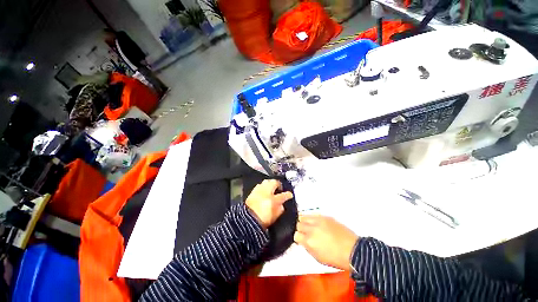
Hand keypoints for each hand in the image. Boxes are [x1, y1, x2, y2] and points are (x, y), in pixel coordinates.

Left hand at [245, 180, 293, 228]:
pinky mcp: (253, 191)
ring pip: (267, 181)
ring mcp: (259, 190)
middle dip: (278, 184)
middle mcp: (266, 192)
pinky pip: (260, 185)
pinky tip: (264, 190)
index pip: (284, 195)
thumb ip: (280, 209)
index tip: (290, 195)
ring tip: (272, 188)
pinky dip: (263, 186)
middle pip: (274, 182)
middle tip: (280, 188)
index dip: (288, 195)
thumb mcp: (275, 216)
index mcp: (273, 200)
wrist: (247, 220)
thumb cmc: (262, 219)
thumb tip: (282, 204)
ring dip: (270, 183)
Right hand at [294, 215, 358, 270]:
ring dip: (304, 221)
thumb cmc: (336, 258)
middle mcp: (312, 229)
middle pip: (298, 224)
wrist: (353, 251)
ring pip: (303, 216)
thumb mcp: (318, 257)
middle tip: (305, 232)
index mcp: (309, 242)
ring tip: (308, 225)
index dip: (298, 237)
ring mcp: (318, 221)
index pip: (296, 235)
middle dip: (300, 229)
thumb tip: (302, 240)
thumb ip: (307, 247)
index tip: (301, 239)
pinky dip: (311, 218)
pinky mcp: (325, 216)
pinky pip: (313, 214)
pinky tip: (315, 222)